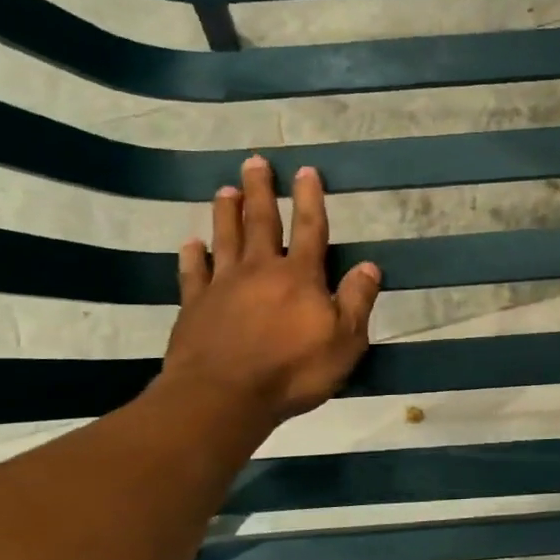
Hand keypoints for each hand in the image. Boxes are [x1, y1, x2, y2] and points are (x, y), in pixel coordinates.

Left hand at [159, 156, 381, 436]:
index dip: (310, 199)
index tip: (306, 170)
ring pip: (225, 239)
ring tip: (226, 189)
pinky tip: (190, 244)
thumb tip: (369, 265)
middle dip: (260, 191)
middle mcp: (260, 270)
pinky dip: (191, 256)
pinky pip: (192, 274)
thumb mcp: (345, 340)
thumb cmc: (293, 370)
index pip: (310, 229)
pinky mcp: (194, 307)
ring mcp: (222, 287)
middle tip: (254, 162)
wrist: (224, 397)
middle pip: (261, 222)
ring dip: (227, 213)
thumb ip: (357, 301)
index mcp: (300, 276)